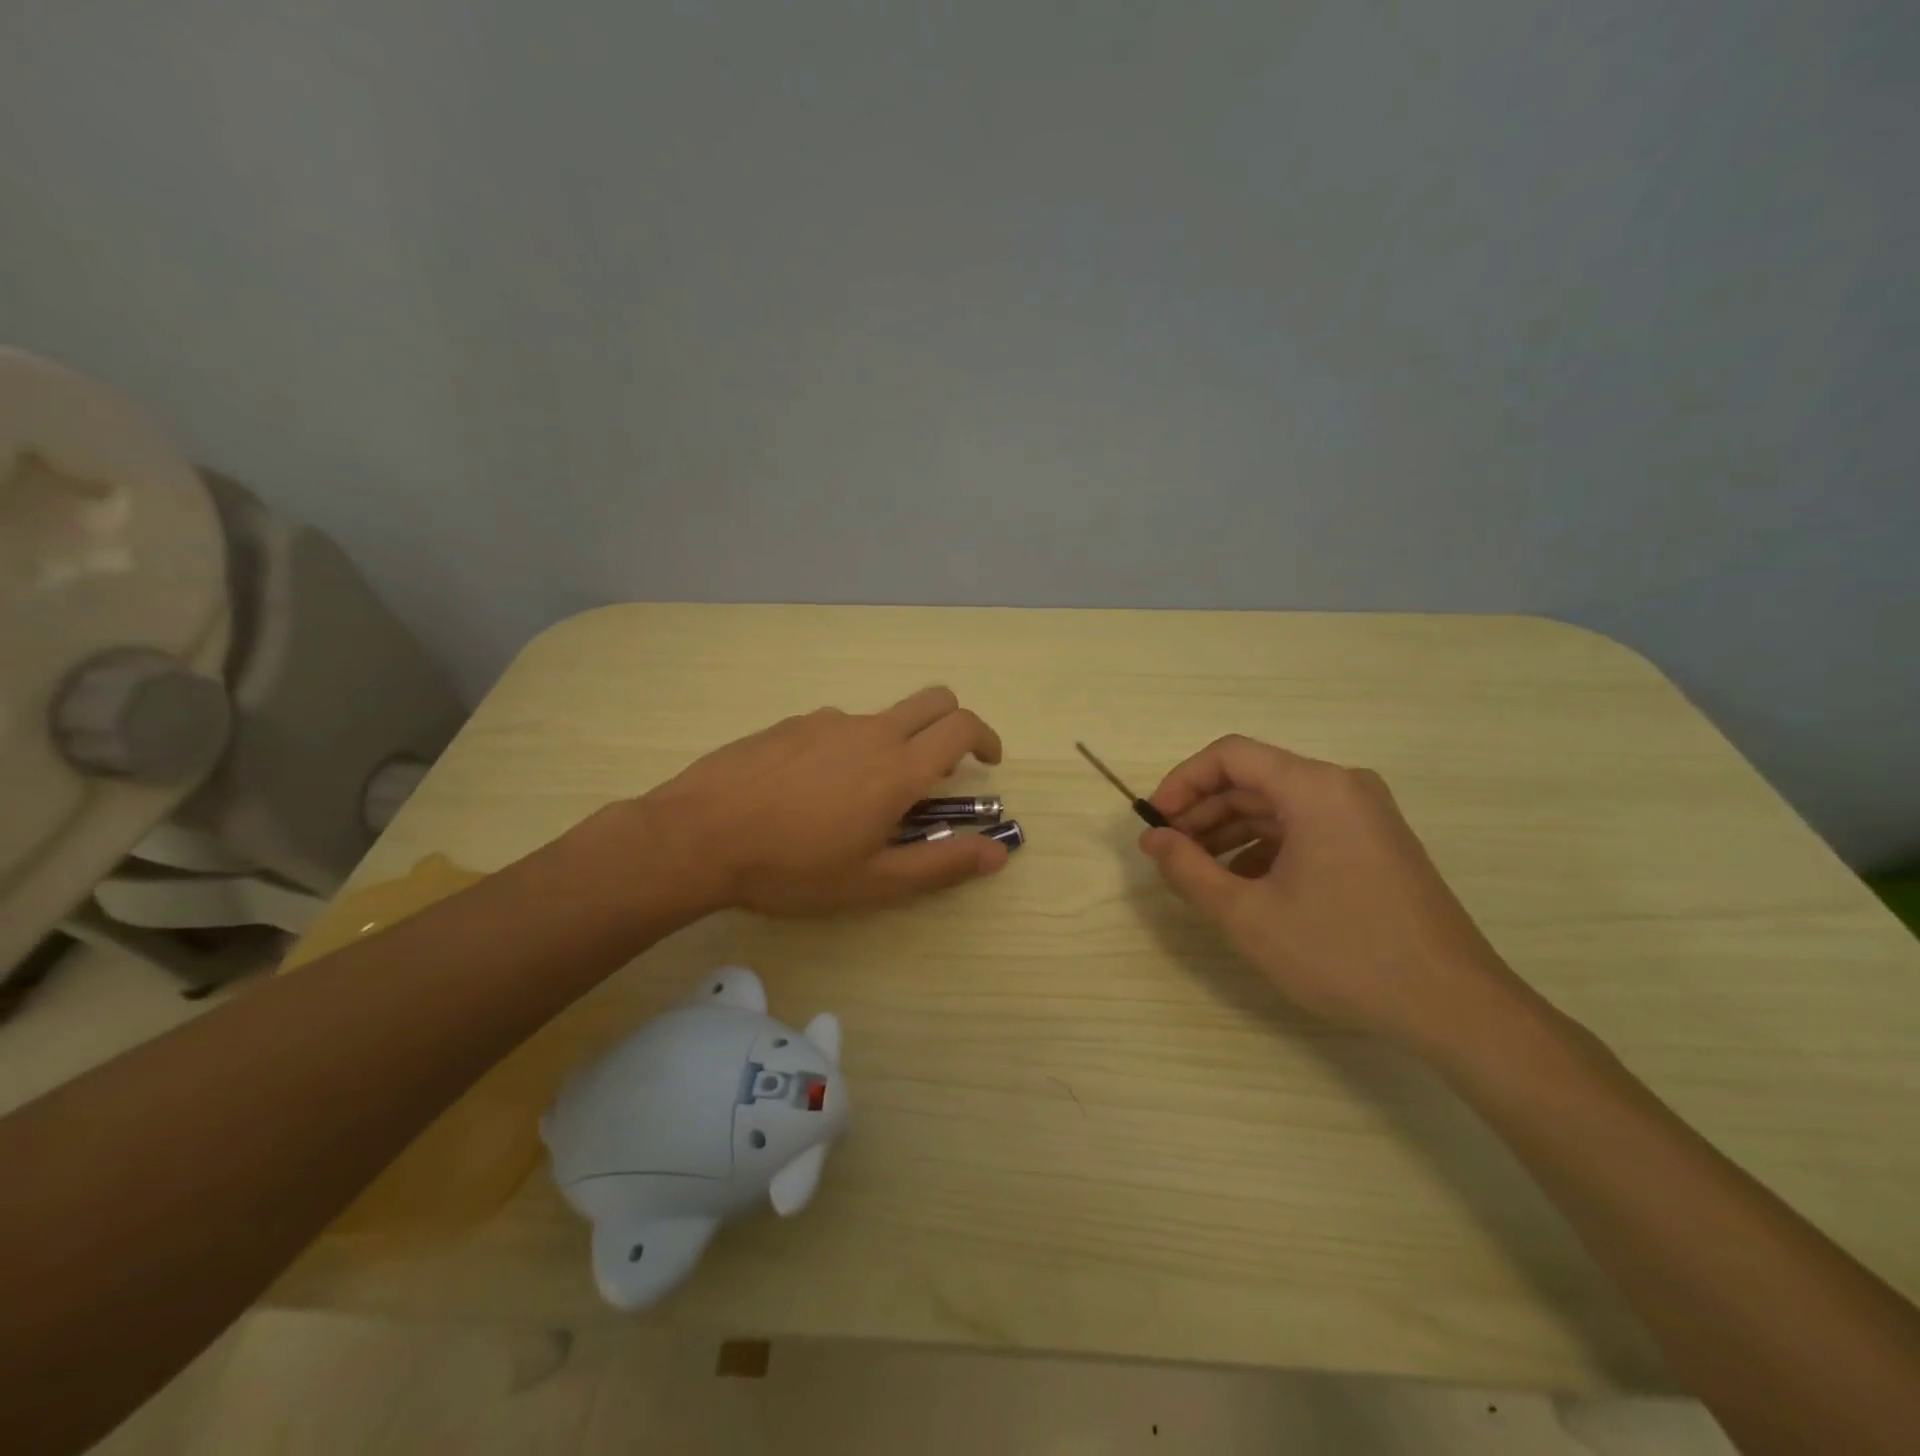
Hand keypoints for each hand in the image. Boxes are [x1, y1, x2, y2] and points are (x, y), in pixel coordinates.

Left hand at [631, 686, 1009, 914]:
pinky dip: (849, 749)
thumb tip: (999, 852)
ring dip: (895, 744)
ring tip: (861, 800)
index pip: (962, 727)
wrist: (698, 836)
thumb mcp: (873, 881)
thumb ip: (942, 864)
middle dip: (953, 723)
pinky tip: (812, 792)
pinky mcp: (791, 724)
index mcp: (899, 768)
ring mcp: (827, 722)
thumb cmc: (792, 867)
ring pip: (882, 718)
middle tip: (943, 768)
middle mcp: (871, 732)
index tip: (988, 762)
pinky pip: (837, 727)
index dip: (986, 738)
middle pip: (933, 700)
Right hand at [1138, 735, 1529, 1055]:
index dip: (1182, 782)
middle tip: (1167, 854)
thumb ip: (1189, 869)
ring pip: (1277, 808)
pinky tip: (1243, 886)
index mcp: (1314, 788)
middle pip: (1253, 781)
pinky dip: (1264, 848)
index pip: (1230, 755)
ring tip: (1196, 873)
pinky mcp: (1374, 845)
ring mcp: (1364, 816)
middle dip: (1202, 813)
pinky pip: (1304, 829)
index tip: (1154, 822)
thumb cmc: (1342, 952)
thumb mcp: (1248, 914)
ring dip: (1229, 833)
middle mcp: (1342, 788)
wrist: (1453, 1007)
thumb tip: (1153, 840)